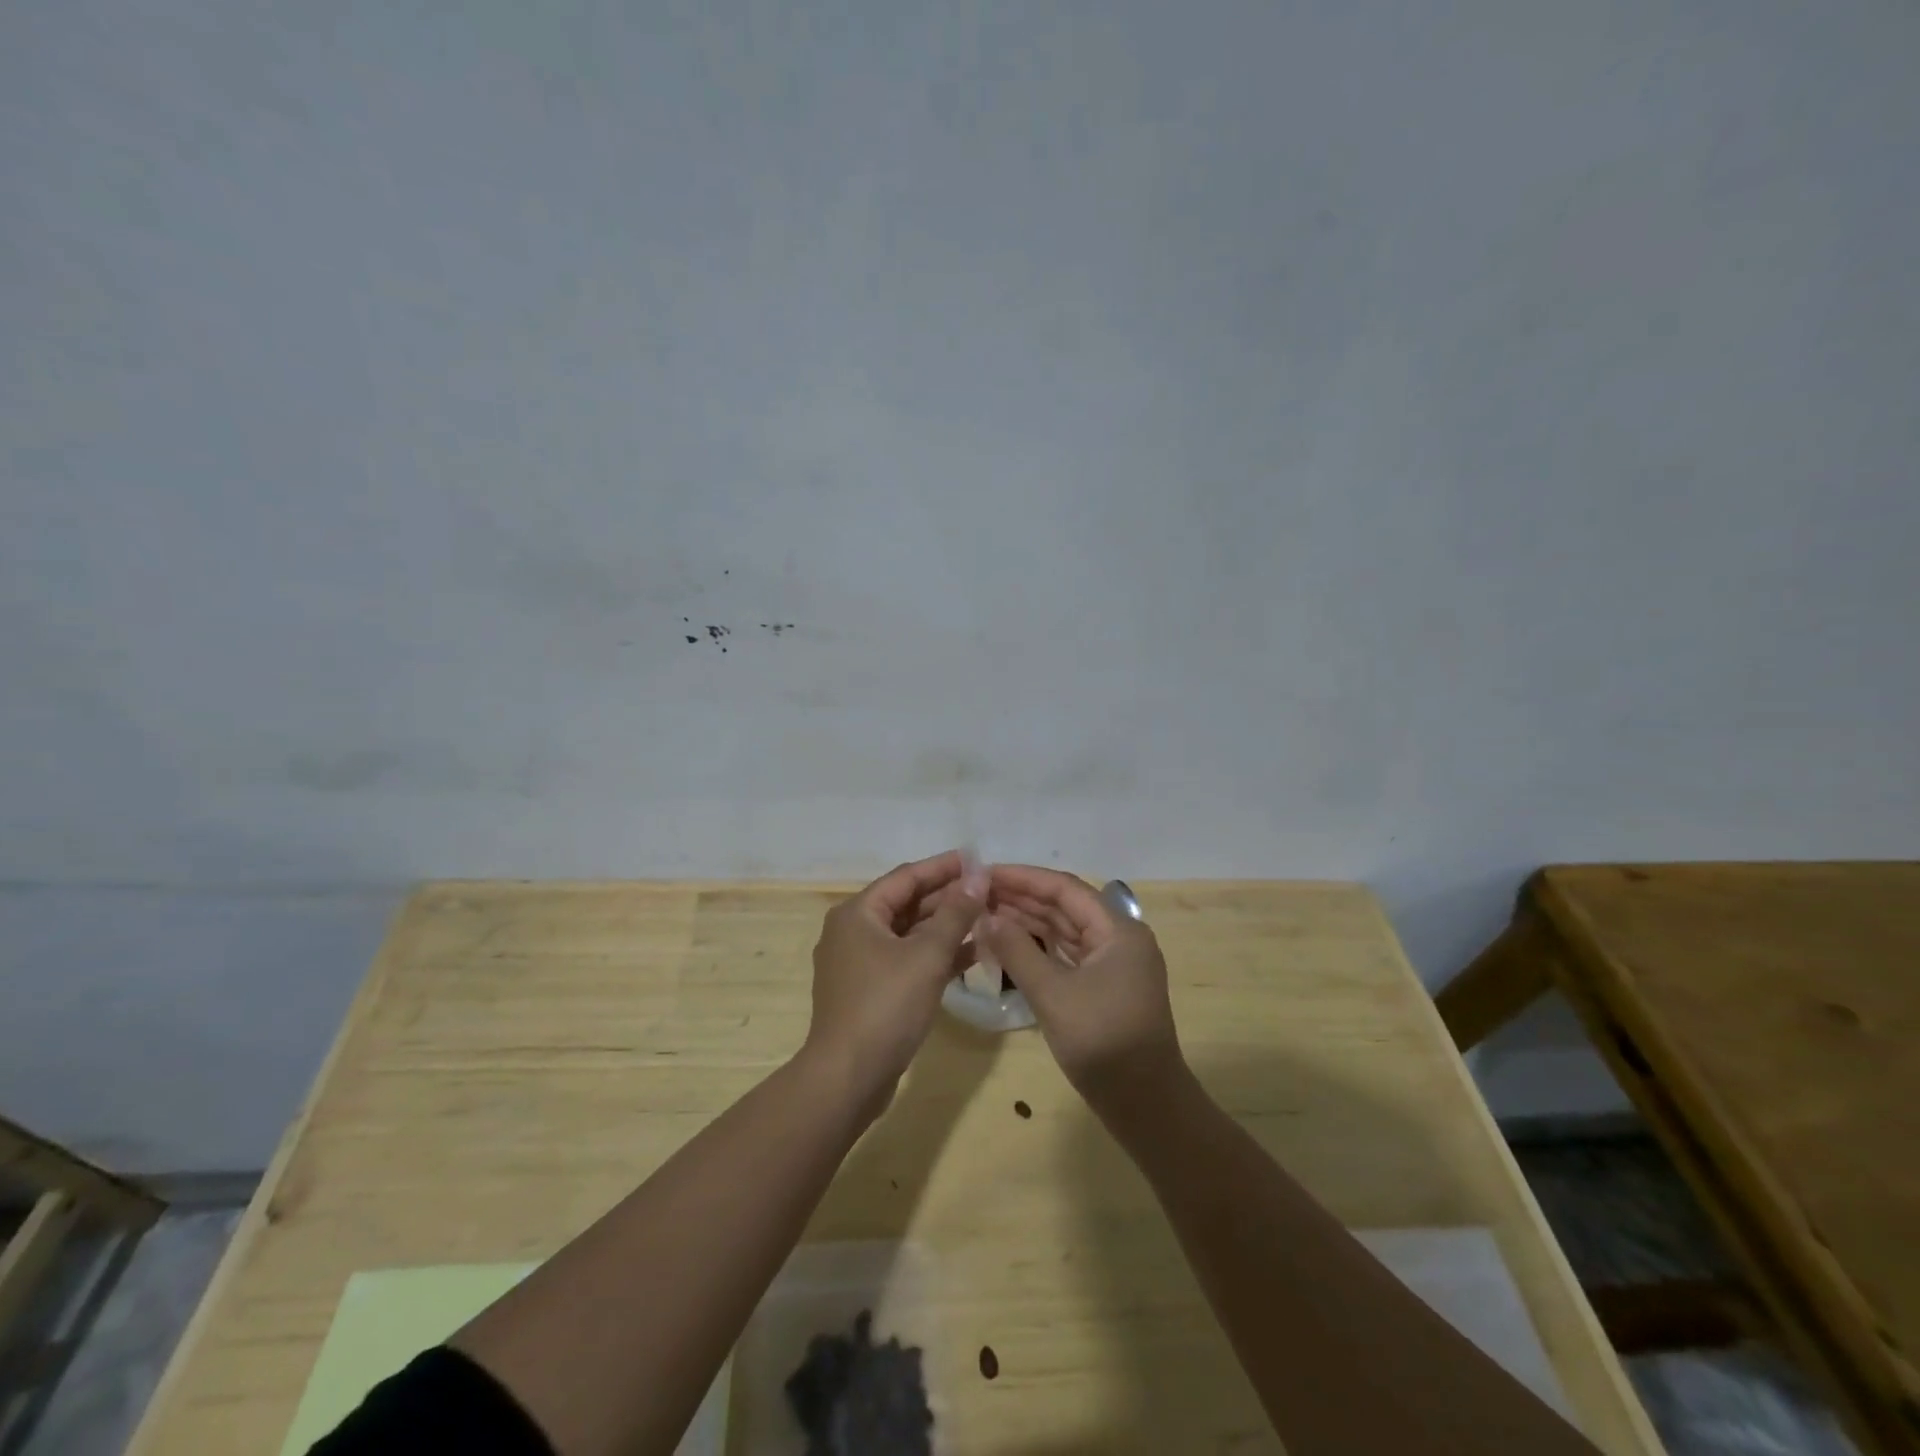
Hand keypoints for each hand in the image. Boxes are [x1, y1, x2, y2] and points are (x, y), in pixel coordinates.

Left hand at [803, 850, 984, 1118]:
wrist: (848, 1077)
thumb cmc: (885, 1006)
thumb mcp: (927, 955)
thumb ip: (956, 913)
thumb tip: (978, 876)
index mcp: (858, 913)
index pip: (907, 876)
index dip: (943, 867)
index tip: (977, 859)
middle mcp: (853, 931)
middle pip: (907, 904)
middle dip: (948, 898)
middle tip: (988, 891)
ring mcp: (859, 963)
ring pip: (908, 934)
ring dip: (945, 927)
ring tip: (986, 919)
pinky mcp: (869, 991)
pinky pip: (905, 960)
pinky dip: (934, 956)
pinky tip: (970, 955)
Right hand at [982, 865, 1184, 1107]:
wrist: (1146, 1106)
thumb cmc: (1102, 1043)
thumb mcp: (1053, 994)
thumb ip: (1017, 951)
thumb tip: (985, 917)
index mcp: (1119, 930)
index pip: (1065, 889)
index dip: (1024, 878)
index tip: (986, 873)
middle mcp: (1119, 938)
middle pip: (1065, 907)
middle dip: (1022, 898)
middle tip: (978, 893)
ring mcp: (1113, 964)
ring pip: (1065, 931)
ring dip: (1028, 921)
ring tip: (986, 912)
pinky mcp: (1104, 986)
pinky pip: (1067, 954)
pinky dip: (1039, 947)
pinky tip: (1009, 944)